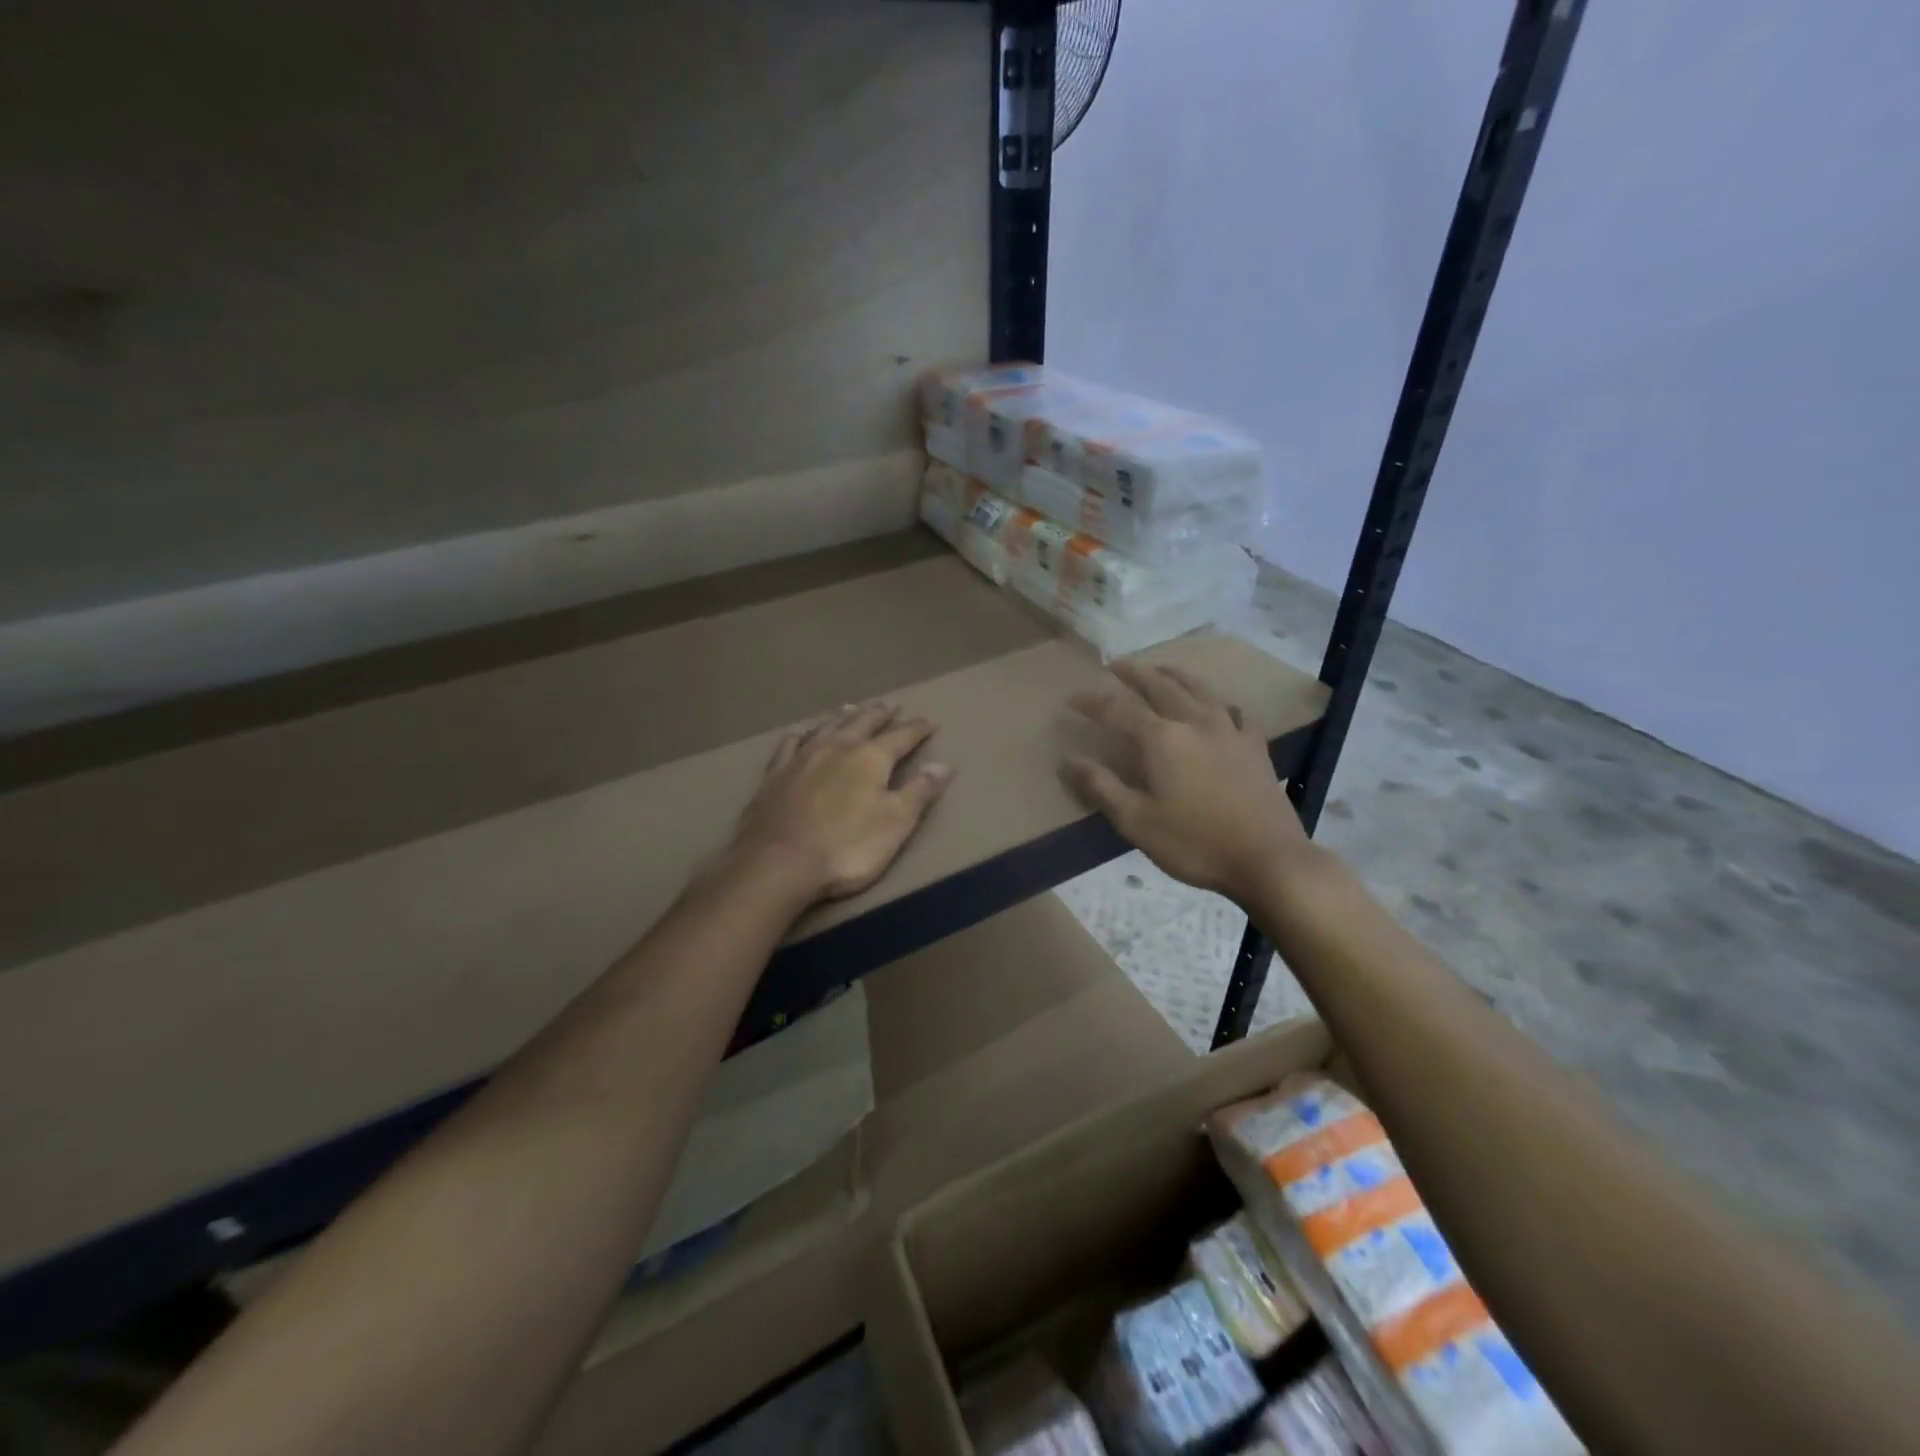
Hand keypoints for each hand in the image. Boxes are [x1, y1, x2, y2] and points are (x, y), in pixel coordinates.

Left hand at [729, 701, 954, 901]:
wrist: (779, 863)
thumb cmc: (847, 847)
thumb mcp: (895, 823)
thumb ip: (919, 792)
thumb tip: (945, 765)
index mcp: (870, 758)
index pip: (901, 736)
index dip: (917, 729)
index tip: (929, 721)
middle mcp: (837, 747)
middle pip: (863, 723)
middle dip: (879, 715)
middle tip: (889, 705)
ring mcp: (802, 758)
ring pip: (827, 727)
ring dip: (843, 717)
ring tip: (851, 708)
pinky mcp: (775, 774)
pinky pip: (791, 744)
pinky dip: (802, 735)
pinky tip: (801, 733)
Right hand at [1064, 662, 1307, 903]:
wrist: (1267, 859)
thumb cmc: (1194, 843)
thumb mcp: (1136, 821)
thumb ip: (1101, 787)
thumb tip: (1069, 759)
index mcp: (1162, 739)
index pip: (1118, 710)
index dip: (1092, 703)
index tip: (1072, 699)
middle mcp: (1195, 722)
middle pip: (1160, 687)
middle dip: (1135, 673)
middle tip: (1116, 663)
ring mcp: (1230, 731)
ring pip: (1199, 690)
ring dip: (1175, 676)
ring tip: (1162, 669)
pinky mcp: (1255, 747)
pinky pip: (1235, 712)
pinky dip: (1220, 702)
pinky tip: (1220, 706)